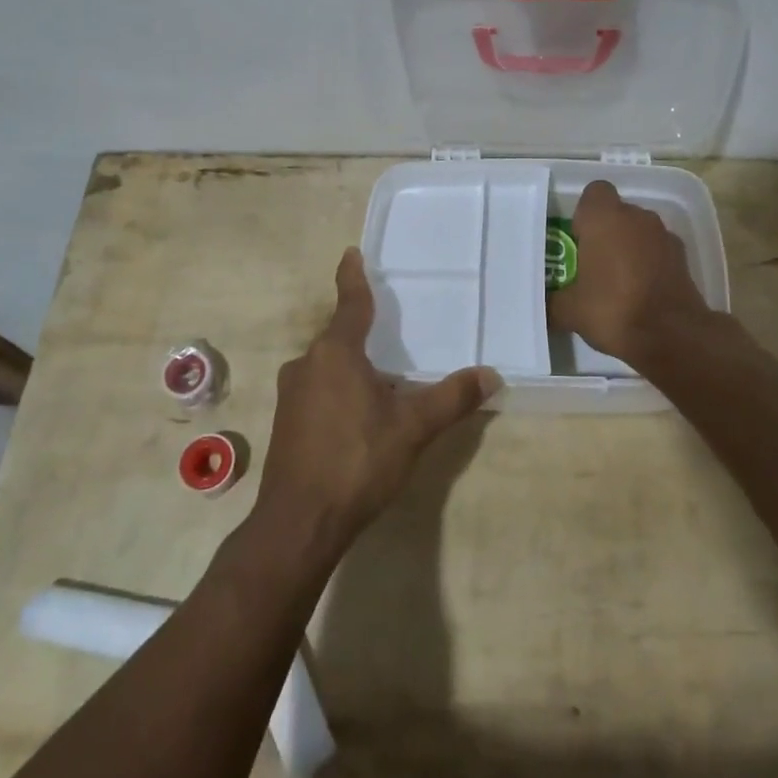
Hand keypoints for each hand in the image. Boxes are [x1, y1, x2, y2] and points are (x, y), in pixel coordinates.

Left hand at [254, 248, 499, 556]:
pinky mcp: (286, 422)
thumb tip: (492, 375)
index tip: (351, 253)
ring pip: (329, 367)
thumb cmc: (357, 461)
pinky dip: (340, 391)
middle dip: (364, 334)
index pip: (350, 304)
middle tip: (393, 332)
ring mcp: (291, 394)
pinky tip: (361, 416)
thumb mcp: (413, 428)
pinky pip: (318, 390)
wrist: (299, 523)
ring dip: (354, 367)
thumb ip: (452, 397)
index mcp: (336, 353)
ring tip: (385, 379)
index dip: (353, 277)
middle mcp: (307, 364)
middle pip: (339, 337)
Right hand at [548, 180, 712, 365]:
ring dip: (629, 247)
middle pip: (617, 213)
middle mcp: (637, 217)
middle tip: (592, 264)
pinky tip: (641, 292)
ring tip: (618, 281)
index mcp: (604, 218)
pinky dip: (649, 263)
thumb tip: (546, 304)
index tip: (578, 240)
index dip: (584, 214)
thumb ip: (553, 300)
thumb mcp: (569, 311)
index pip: (594, 193)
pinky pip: (657, 250)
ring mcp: (664, 235)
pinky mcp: (682, 257)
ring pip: (639, 231)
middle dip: (606, 233)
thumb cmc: (613, 310)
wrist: (671, 335)